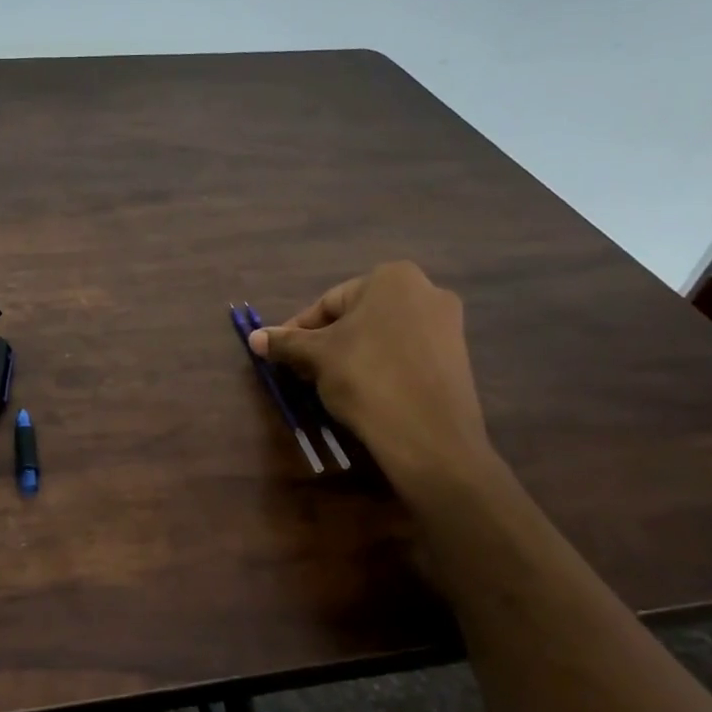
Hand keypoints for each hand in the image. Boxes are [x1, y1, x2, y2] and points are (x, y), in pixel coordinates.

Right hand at [249, 262, 494, 493]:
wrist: (428, 434)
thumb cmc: (366, 377)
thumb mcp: (316, 356)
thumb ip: (285, 342)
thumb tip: (255, 338)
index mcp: (392, 277)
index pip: (328, 303)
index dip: (299, 331)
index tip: (282, 355)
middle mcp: (426, 290)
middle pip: (356, 317)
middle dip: (326, 343)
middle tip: (304, 371)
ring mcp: (447, 324)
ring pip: (380, 336)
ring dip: (350, 355)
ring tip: (330, 384)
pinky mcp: (456, 357)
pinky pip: (405, 354)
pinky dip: (380, 366)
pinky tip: (364, 392)